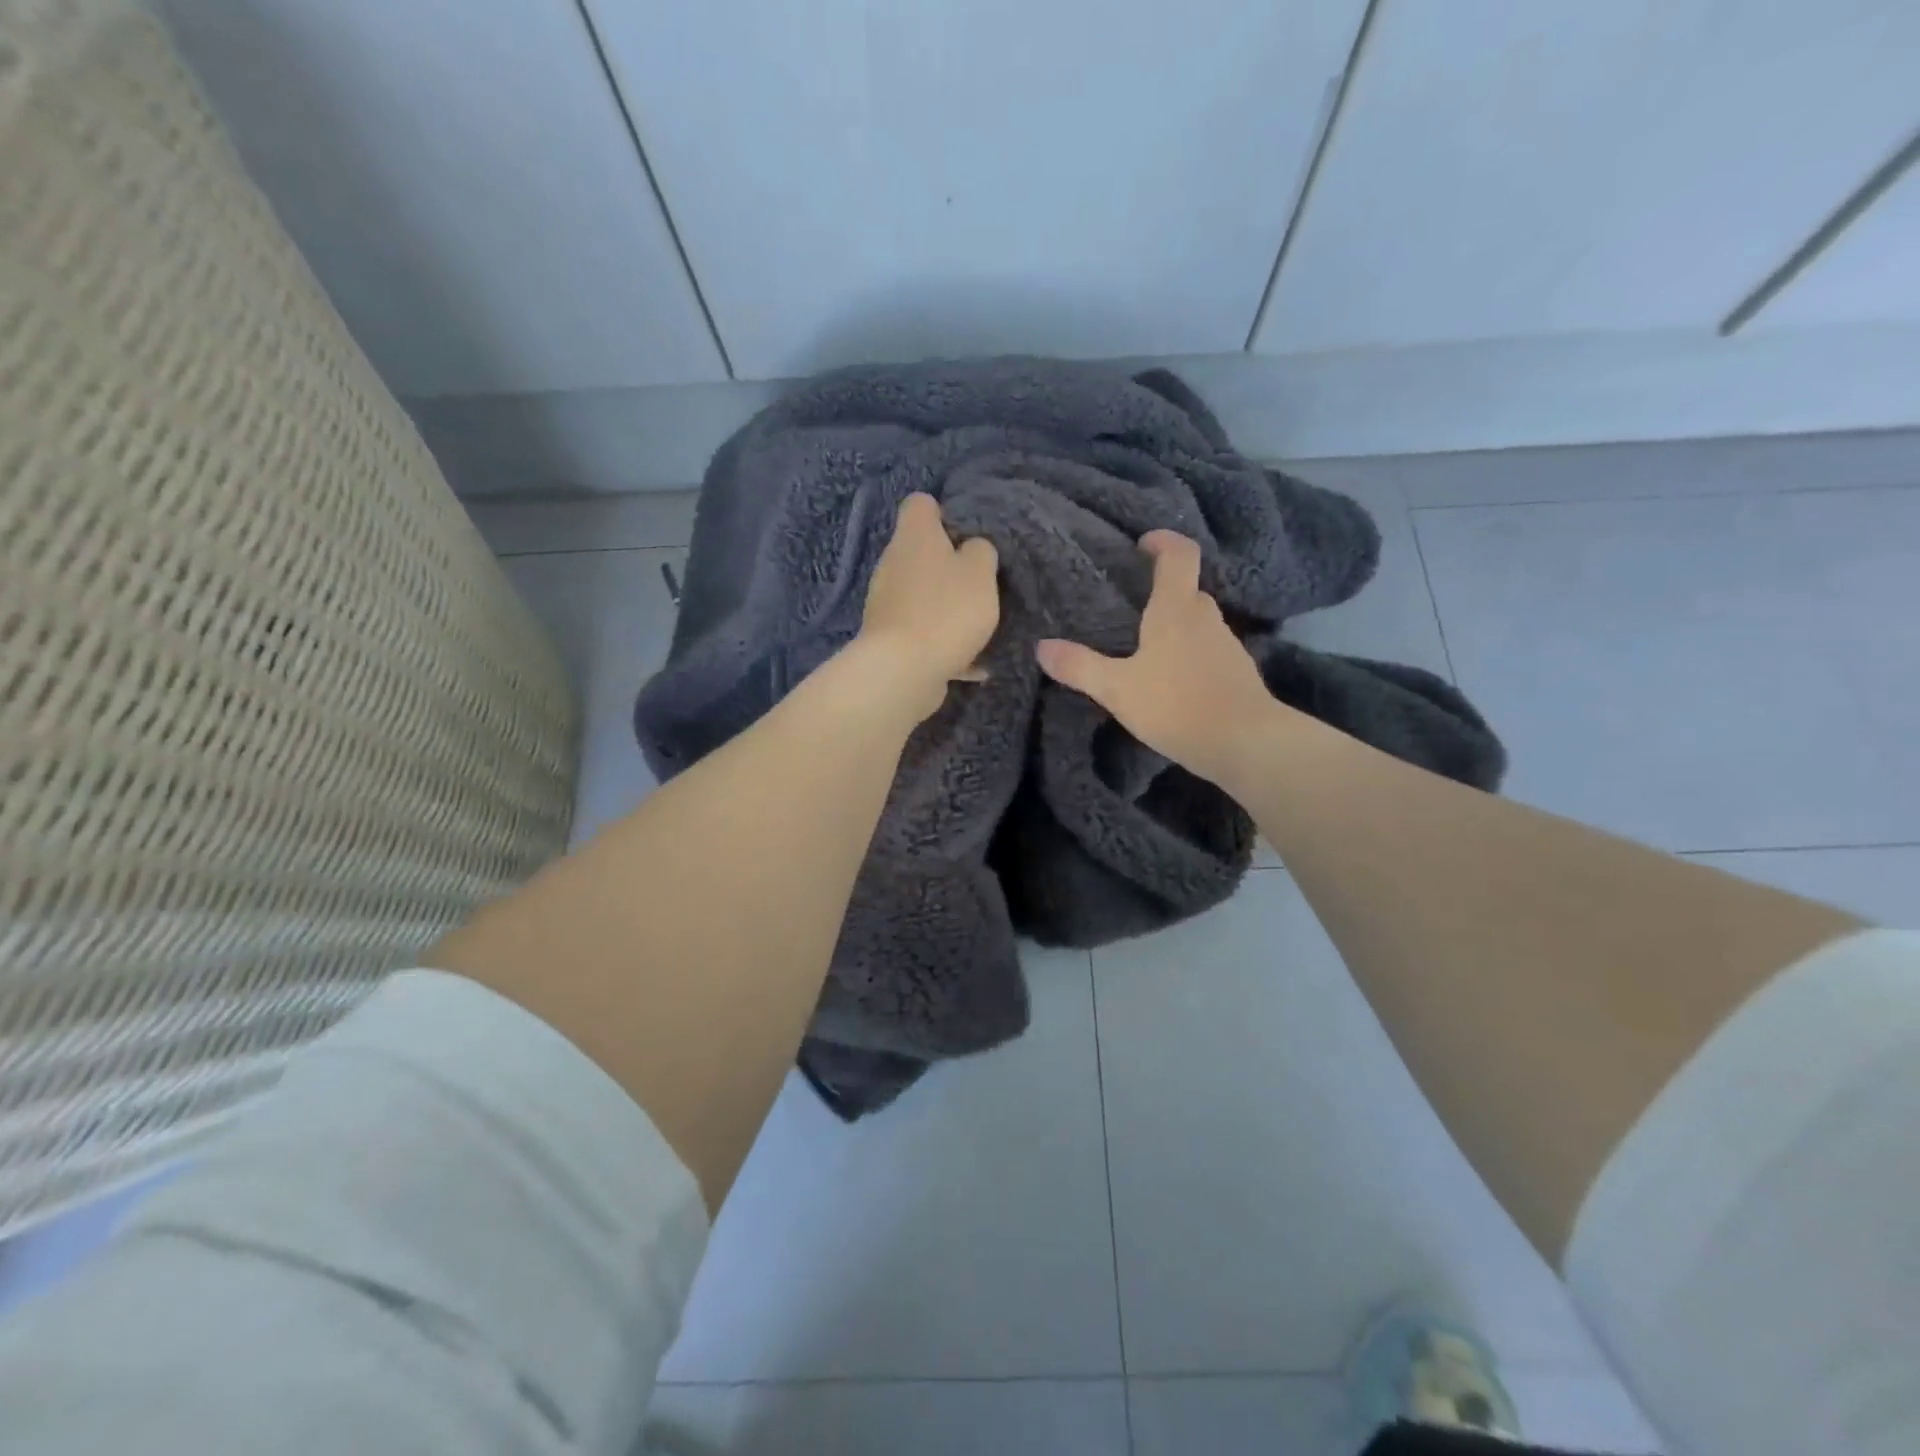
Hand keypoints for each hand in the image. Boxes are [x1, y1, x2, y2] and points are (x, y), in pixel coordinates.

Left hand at [854, 493, 1000, 722]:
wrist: (903, 671)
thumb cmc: (946, 611)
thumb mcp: (980, 572)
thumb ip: (981, 551)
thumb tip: (971, 548)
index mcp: (914, 536)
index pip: (921, 504)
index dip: (945, 514)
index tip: (967, 536)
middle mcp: (892, 563)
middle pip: (920, 553)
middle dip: (949, 567)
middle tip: (980, 584)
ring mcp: (886, 602)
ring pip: (921, 595)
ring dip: (946, 608)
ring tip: (978, 628)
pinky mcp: (889, 638)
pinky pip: (922, 633)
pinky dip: (943, 644)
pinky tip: (971, 665)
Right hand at [1037, 530, 1280, 787]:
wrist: (1245, 743)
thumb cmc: (1177, 705)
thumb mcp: (1118, 689)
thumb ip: (1079, 667)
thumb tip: (1042, 646)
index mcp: (1176, 610)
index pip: (1179, 554)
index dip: (1162, 541)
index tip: (1142, 545)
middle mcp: (1206, 618)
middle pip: (1188, 590)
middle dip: (1163, 591)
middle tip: (1133, 607)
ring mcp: (1227, 645)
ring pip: (1199, 622)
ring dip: (1177, 626)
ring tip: (1147, 648)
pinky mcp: (1237, 672)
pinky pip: (1209, 650)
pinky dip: (1190, 654)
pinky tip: (1173, 681)